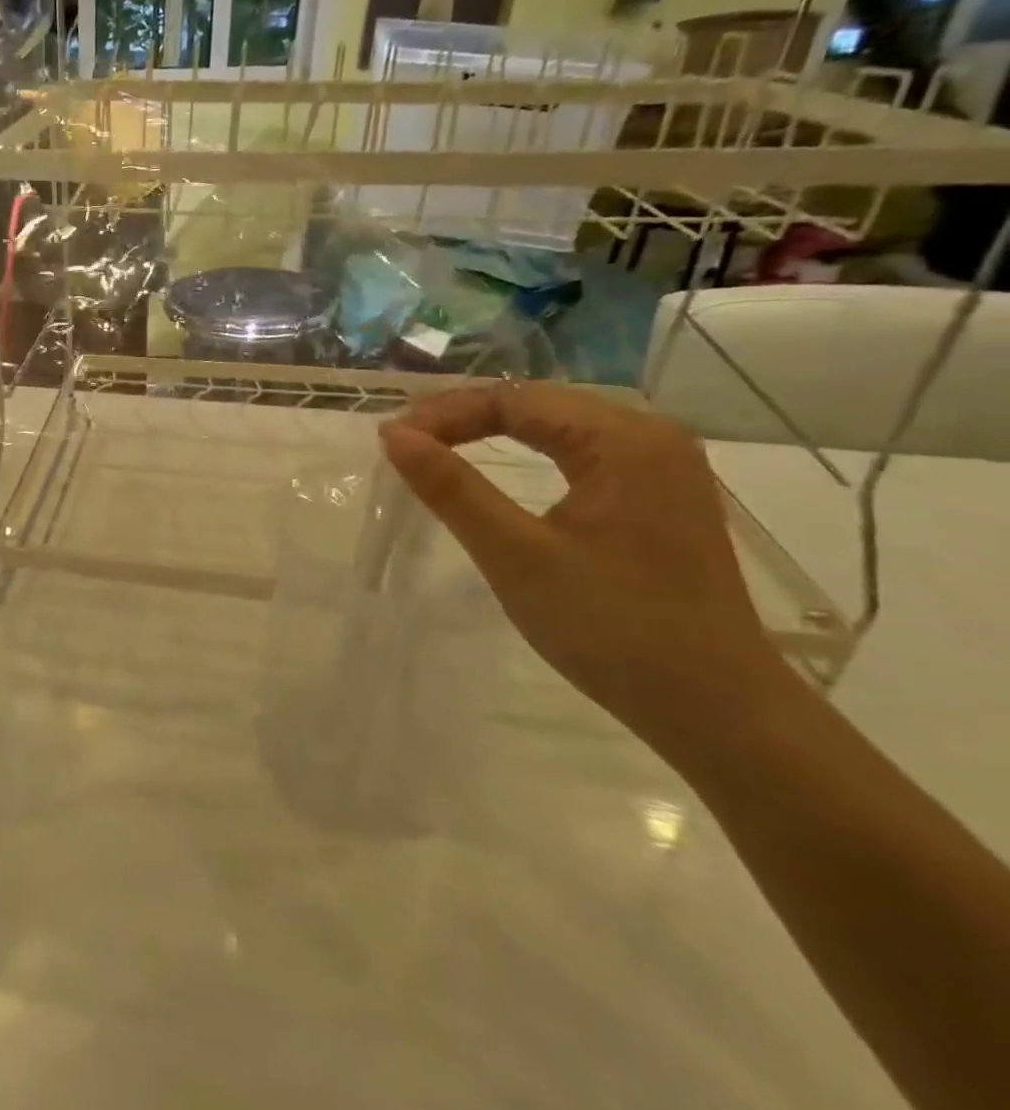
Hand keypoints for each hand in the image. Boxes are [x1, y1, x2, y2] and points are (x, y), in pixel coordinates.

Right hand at [379, 382, 797, 763]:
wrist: (719, 711)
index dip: (445, 413)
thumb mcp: (516, 556)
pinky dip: (527, 453)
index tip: (391, 441)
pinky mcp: (658, 495)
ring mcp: (661, 465)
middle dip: (465, 417)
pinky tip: (496, 469)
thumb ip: (452, 489)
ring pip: (557, 425)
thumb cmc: (613, 629)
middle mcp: (650, 436)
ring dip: (492, 431)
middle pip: (537, 403)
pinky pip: (578, 451)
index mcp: (624, 440)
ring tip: (436, 449)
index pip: (514, 398)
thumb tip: (393, 435)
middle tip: (405, 444)